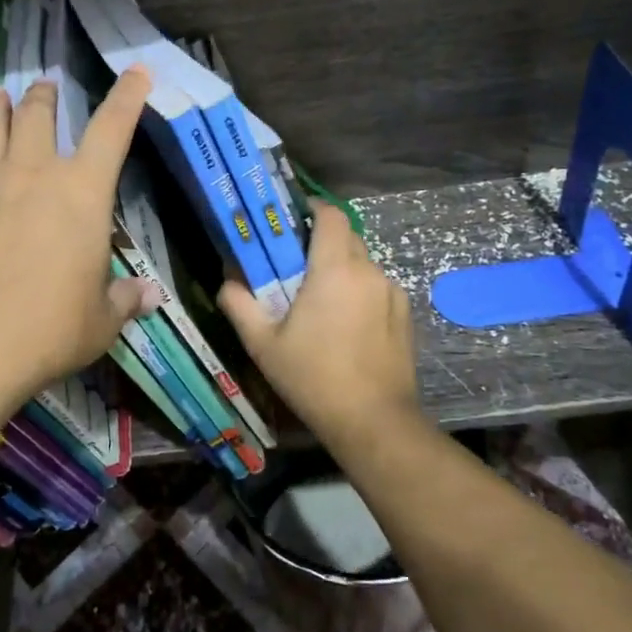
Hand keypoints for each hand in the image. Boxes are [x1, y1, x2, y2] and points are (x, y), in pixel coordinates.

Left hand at [0, 68, 161, 405]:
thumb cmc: (50, 329)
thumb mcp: (101, 320)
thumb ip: (124, 300)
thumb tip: (149, 296)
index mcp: (82, 192)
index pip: (112, 130)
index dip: (127, 97)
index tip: (136, 71)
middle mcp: (33, 174)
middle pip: (38, 116)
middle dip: (44, 95)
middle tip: (44, 85)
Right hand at [218, 201, 420, 439]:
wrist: (374, 422)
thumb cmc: (312, 377)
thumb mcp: (263, 344)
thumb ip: (239, 304)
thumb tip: (227, 281)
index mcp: (335, 269)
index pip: (330, 214)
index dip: (311, 210)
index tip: (290, 222)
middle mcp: (368, 271)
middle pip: (346, 236)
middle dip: (320, 241)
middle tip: (295, 265)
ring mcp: (391, 292)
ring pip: (362, 263)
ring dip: (340, 269)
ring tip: (319, 301)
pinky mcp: (404, 314)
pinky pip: (377, 287)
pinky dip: (359, 292)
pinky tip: (346, 325)